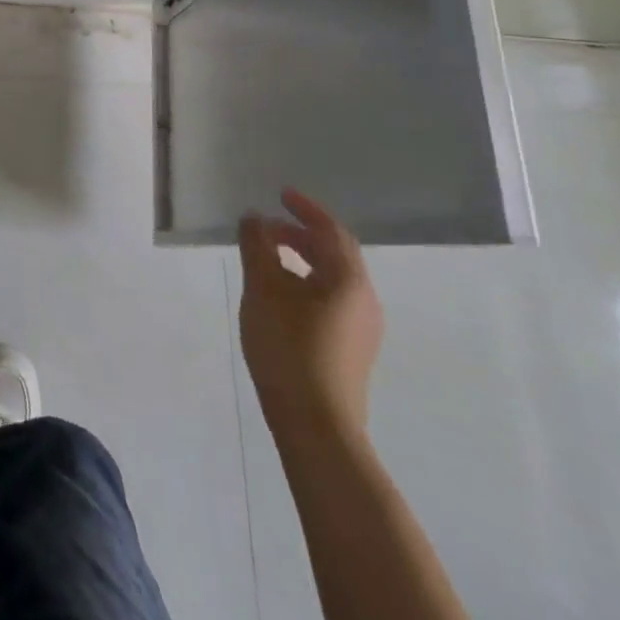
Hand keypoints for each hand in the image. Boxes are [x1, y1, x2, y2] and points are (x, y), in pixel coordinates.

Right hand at [239, 189, 383, 439]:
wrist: (316, 426)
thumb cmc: (289, 347)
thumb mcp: (263, 288)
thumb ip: (257, 245)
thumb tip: (255, 218)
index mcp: (348, 281)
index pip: (331, 231)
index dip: (305, 209)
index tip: (280, 194)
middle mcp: (364, 301)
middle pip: (335, 254)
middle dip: (301, 235)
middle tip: (267, 228)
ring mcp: (362, 329)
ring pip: (333, 279)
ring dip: (302, 260)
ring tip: (268, 260)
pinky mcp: (352, 351)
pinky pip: (331, 300)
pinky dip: (306, 283)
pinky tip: (280, 297)